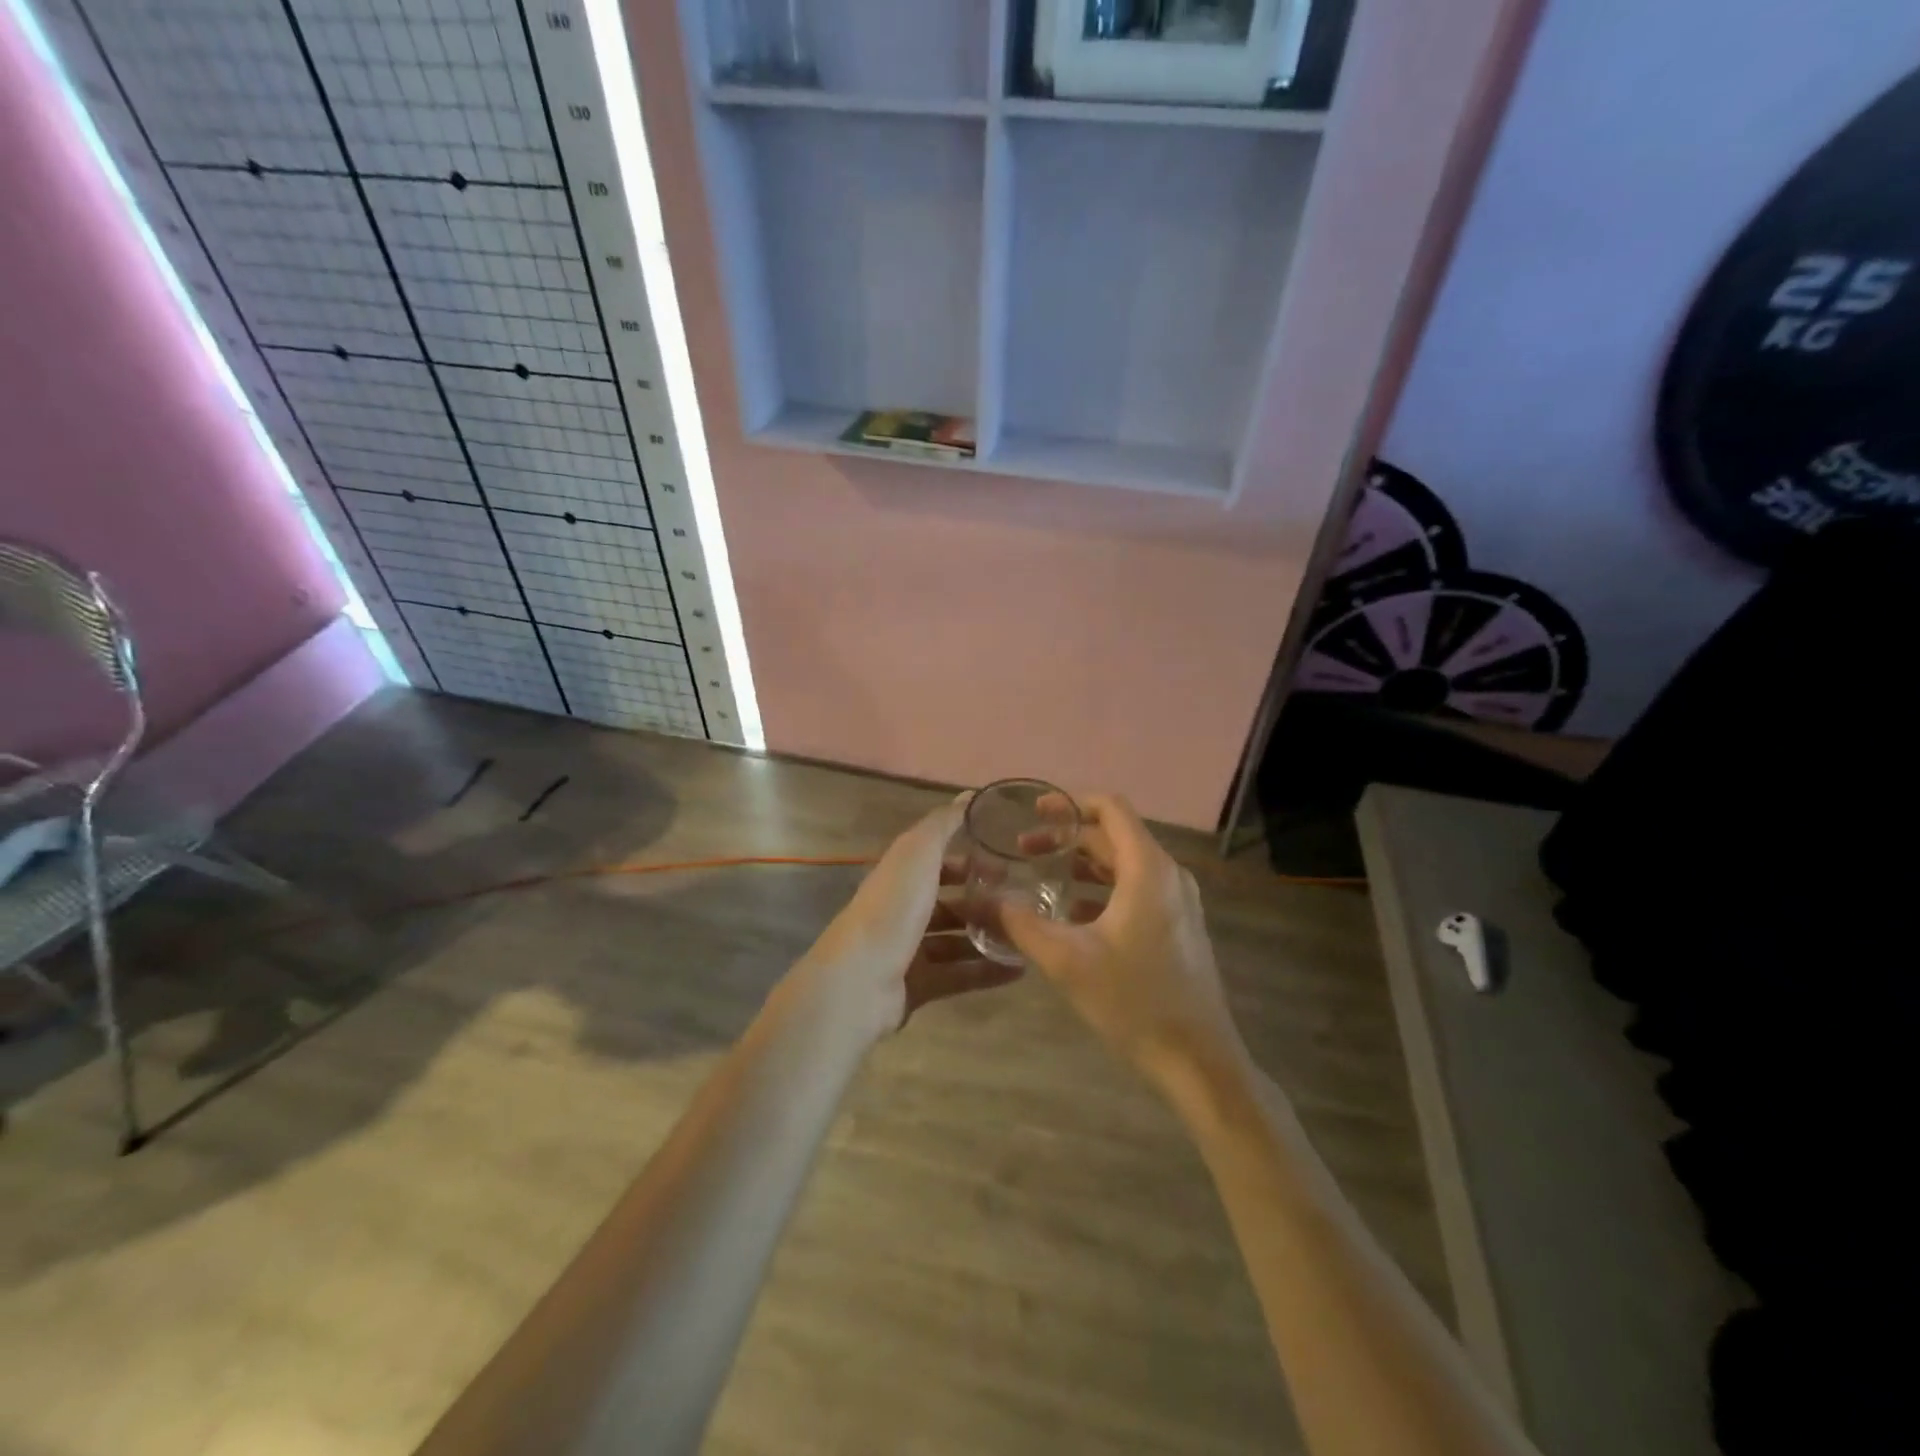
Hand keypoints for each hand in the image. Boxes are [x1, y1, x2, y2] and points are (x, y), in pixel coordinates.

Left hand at [792, 797, 1021, 1042]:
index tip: (1006, 864)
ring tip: (1028, 937)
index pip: (937, 861)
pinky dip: (986, 971)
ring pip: (956, 940)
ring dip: (989, 936)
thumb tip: (969, 794)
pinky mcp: (917, 986)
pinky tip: (1019, 969)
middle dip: (984, 901)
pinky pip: (958, 975)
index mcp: (899, 875)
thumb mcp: (919, 853)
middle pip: (949, 902)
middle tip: (1023, 904)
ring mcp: (907, 950)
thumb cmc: (892, 908)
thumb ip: (944, 824)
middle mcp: (901, 910)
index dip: (969, 860)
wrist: (860, 981)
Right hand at [1001, 794, 1246, 1095]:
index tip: (1034, 811)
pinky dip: (1101, 888)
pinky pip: (1136, 889)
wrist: (1199, 1061)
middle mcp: (1168, 875)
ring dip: (1083, 863)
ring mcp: (1178, 902)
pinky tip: (1071, 914)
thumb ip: (1022, 924)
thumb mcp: (1068, 962)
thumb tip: (985, 900)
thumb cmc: (1135, 1002)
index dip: (1070, 802)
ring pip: (1125, 864)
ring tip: (1042, 875)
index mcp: (1148, 870)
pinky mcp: (1178, 926)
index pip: (1111, 809)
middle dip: (1068, 836)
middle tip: (1024, 848)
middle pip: (1115, 835)